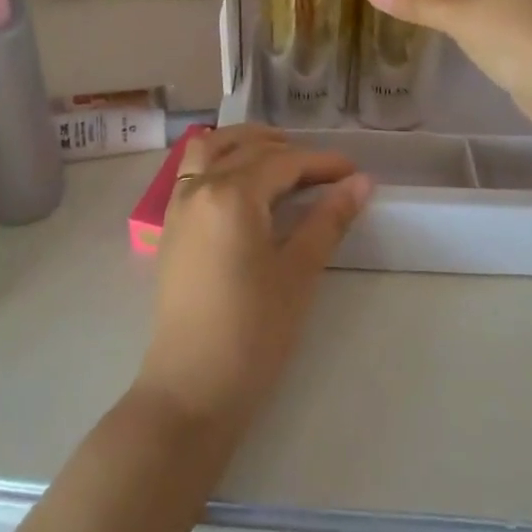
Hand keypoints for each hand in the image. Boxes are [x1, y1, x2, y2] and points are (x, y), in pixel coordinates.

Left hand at [136, 127, 372, 435]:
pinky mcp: (170, 227)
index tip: (355, 172)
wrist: (192, 387)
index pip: (284, 162)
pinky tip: (242, 183)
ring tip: (279, 158)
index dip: (323, 163)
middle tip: (324, 171)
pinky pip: (193, 172)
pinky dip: (219, 160)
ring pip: (210, 150)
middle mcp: (199, 187)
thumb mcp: (299, 272)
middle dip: (289, 151)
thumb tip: (361, 182)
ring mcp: (178, 206)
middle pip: (247, 149)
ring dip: (245, 144)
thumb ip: (328, 219)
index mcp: (232, 193)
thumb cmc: (253, 331)